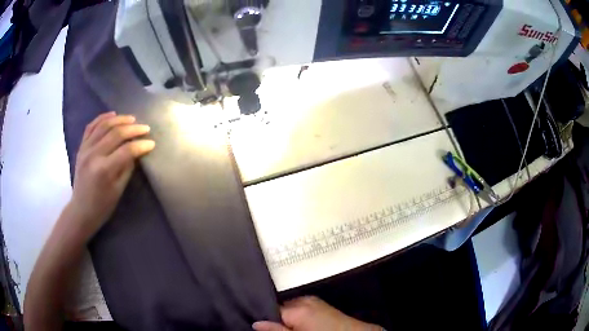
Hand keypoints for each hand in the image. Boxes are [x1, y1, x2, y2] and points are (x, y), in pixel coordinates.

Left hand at [67, 112, 154, 239]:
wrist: (81, 211)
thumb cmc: (102, 206)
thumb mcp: (118, 190)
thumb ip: (127, 168)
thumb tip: (136, 151)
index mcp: (104, 170)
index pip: (126, 150)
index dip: (141, 145)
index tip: (151, 143)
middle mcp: (93, 155)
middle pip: (116, 133)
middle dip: (133, 129)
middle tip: (145, 128)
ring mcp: (85, 149)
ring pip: (104, 125)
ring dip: (120, 119)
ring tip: (132, 119)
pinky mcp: (81, 147)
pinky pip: (91, 126)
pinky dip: (102, 118)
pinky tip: (112, 115)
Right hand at [253, 297, 381, 330]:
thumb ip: (277, 330)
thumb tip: (256, 323)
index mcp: (297, 308)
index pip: (270, 309)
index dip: (265, 318)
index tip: (261, 325)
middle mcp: (303, 299)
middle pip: (280, 306)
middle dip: (276, 317)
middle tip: (276, 328)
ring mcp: (313, 299)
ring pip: (290, 306)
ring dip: (286, 316)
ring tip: (290, 327)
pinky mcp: (319, 303)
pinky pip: (301, 306)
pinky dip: (297, 314)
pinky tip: (301, 324)